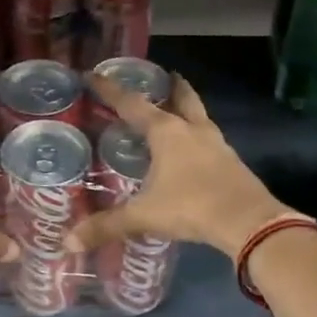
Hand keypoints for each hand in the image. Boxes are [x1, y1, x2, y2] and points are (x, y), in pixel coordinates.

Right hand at [67, 73, 290, 257]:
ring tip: (177, 112)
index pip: (132, 104)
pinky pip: (211, 141)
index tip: (93, 74)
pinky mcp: (232, 162)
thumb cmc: (190, 206)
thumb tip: (68, 242)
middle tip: (165, 76)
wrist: (248, 221)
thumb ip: (106, 226)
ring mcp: (217, 144)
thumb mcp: (143, 216)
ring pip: (200, 117)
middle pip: (182, 98)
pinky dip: (199, 138)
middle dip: (172, 86)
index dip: (110, 90)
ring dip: (188, 110)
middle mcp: (192, 130)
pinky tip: (194, 151)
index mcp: (167, 132)